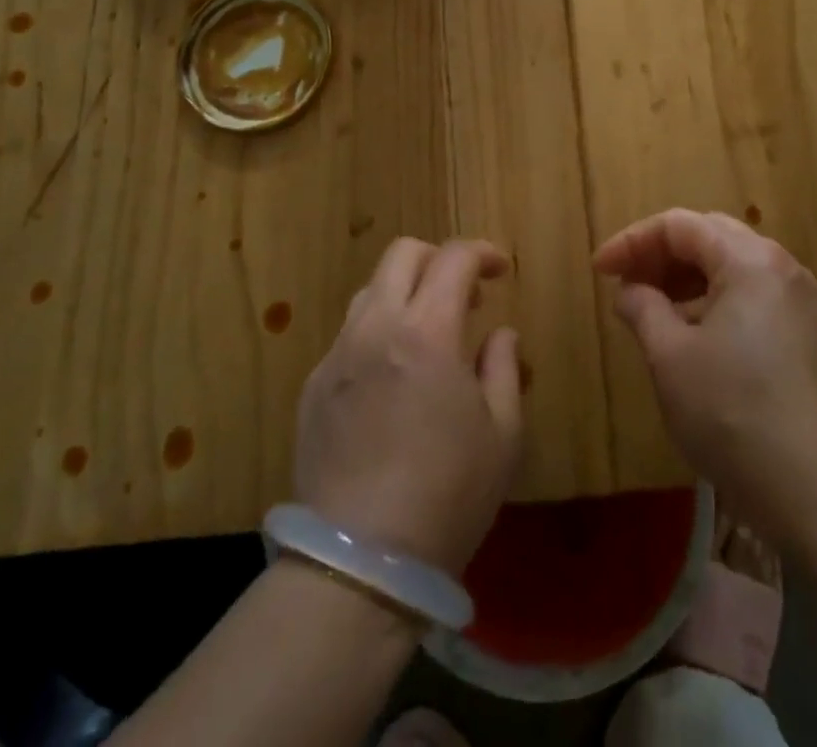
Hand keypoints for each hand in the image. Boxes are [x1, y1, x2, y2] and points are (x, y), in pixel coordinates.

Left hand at [295, 238, 522, 573]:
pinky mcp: (312, 388)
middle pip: (401, 255)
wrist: (359, 564)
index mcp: (426, 332)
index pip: (453, 258)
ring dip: (405, 293)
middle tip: (464, 293)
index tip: (502, 270)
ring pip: (369, 291)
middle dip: (438, 258)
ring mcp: (337, 356)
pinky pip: (348, 336)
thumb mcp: (502, 434)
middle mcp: (375, 328)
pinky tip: (391, 378)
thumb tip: (500, 334)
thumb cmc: (447, 496)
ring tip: (427, 333)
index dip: (482, 253)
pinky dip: (377, 333)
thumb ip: (504, 368)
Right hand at [594, 209, 816, 548]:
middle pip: (708, 237)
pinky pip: (749, 295)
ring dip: (684, 279)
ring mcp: (798, 301)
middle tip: (624, 283)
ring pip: (729, 267)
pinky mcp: (804, 334)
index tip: (599, 271)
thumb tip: (630, 290)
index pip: (679, 225)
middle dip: (659, 255)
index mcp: (749, 259)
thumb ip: (643, 308)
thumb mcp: (670, 357)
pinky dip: (711, 301)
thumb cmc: (733, 414)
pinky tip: (689, 335)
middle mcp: (779, 266)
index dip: (632, 241)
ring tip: (649, 310)